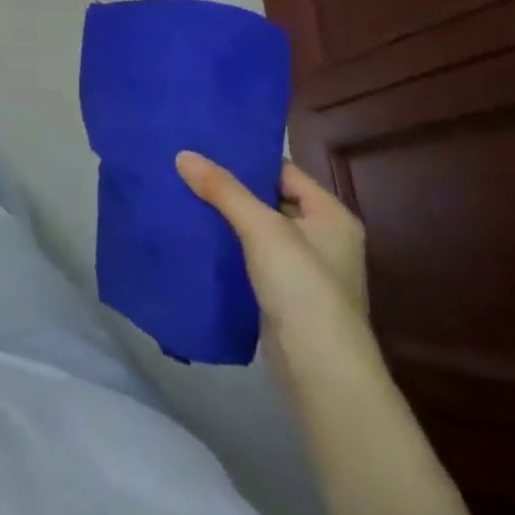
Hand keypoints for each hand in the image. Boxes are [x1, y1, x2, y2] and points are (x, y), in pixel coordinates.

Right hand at [176, 152, 374, 383]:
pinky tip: (195, 235)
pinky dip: (227, 244)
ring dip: (225, 216)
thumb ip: (223, 190)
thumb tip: (183, 154)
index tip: (204, 146)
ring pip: (256, 229)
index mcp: (331, 215)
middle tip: (186, 168)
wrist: (320, 369)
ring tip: (182, 195)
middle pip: (269, 198)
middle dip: (229, 187)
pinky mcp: (283, 292)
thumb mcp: (262, 228)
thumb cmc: (302, 287)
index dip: (246, 158)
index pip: (283, 171)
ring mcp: (303, 267)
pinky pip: (250, 255)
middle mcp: (323, 237)